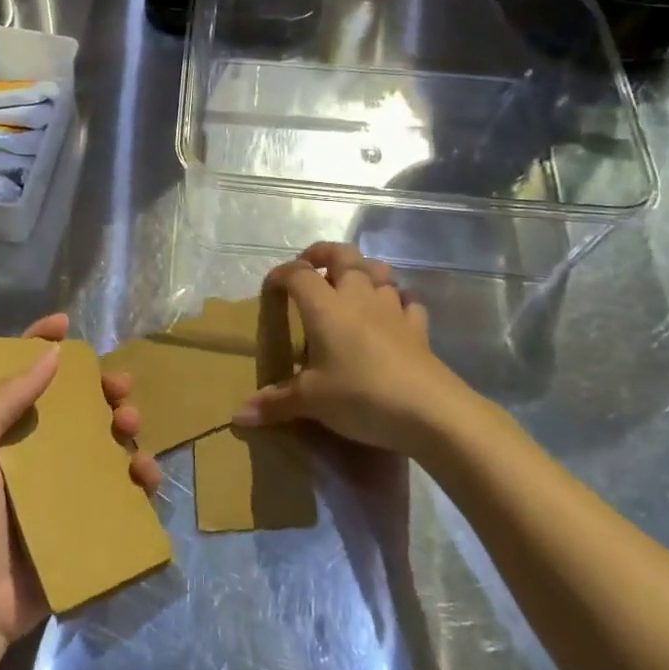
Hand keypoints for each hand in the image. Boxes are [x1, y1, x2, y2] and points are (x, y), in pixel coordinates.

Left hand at [0, 315, 157, 642]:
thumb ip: (4, 398)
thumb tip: (50, 354)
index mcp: (4, 427)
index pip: (24, 372)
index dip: (42, 343)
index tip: (66, 324)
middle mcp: (37, 449)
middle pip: (78, 405)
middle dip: (103, 388)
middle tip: (119, 388)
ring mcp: (63, 486)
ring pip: (106, 442)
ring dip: (126, 427)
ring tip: (132, 427)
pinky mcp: (85, 521)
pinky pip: (121, 491)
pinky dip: (138, 477)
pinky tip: (144, 475)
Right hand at [233, 242, 476, 456]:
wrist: (430, 411)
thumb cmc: (361, 395)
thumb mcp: (311, 401)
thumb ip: (275, 402)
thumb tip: (239, 416)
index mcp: (325, 306)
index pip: (298, 274)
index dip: (282, 274)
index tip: (271, 286)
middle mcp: (358, 297)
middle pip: (343, 255)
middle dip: (324, 254)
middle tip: (311, 266)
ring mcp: (392, 309)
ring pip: (379, 271)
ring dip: (363, 270)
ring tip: (350, 285)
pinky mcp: (418, 328)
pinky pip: (407, 301)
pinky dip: (396, 300)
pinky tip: (390, 314)